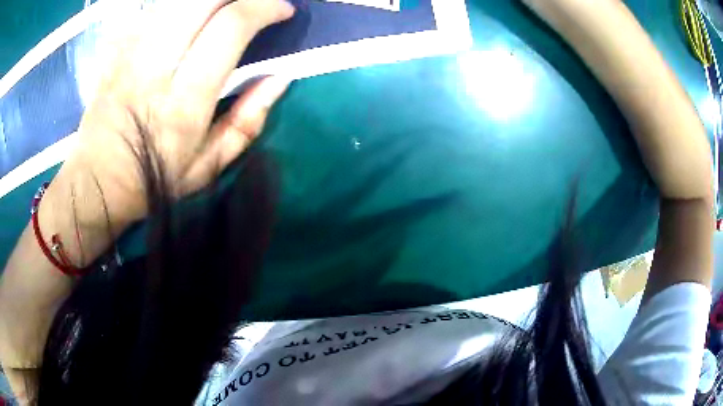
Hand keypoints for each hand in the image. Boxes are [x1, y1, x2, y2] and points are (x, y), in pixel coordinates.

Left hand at [58, 0, 294, 230]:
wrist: (97, 181)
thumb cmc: (154, 179)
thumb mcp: (208, 166)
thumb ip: (247, 122)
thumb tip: (279, 79)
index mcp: (184, 101)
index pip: (230, 28)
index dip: (264, 8)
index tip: (282, 10)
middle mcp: (156, 67)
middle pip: (202, 0)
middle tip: (252, 3)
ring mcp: (131, 54)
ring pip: (176, 1)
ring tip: (224, 7)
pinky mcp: (116, 51)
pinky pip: (153, 10)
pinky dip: (177, 7)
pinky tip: (188, 17)